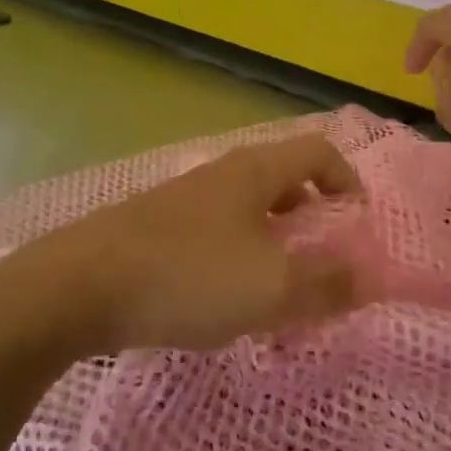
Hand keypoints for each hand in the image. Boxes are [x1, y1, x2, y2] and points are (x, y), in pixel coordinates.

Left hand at [41, 134, 365, 353]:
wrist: (79, 286)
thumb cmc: (189, 275)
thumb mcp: (271, 287)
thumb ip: (326, 284)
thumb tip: (371, 278)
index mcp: (255, 171)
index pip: (318, 151)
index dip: (348, 179)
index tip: (359, 223)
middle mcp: (222, 174)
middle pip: (284, 179)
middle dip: (313, 216)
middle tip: (324, 260)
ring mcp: (185, 200)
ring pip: (248, 210)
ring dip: (275, 241)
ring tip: (281, 288)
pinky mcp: (158, 230)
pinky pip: (217, 234)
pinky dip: (239, 258)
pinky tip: (228, 300)